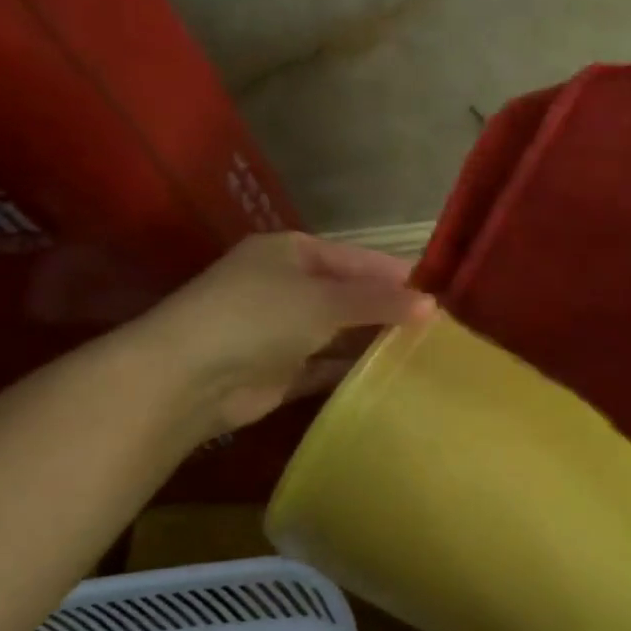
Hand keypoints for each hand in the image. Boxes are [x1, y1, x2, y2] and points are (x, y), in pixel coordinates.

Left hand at [130, 232, 432, 434]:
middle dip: (388, 310)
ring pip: (339, 333)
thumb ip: (379, 302)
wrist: (190, 377)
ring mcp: (281, 331)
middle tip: (438, 327)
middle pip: (349, 296)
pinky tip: (389, 377)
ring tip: (424, 352)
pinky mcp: (280, 371)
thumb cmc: (259, 316)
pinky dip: (352, 371)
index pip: (357, 259)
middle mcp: (287, 287)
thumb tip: (432, 305)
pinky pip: (325, 367)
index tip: (440, 292)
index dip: (396, 275)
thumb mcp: (325, 300)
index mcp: (292, 253)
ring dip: (372, 342)